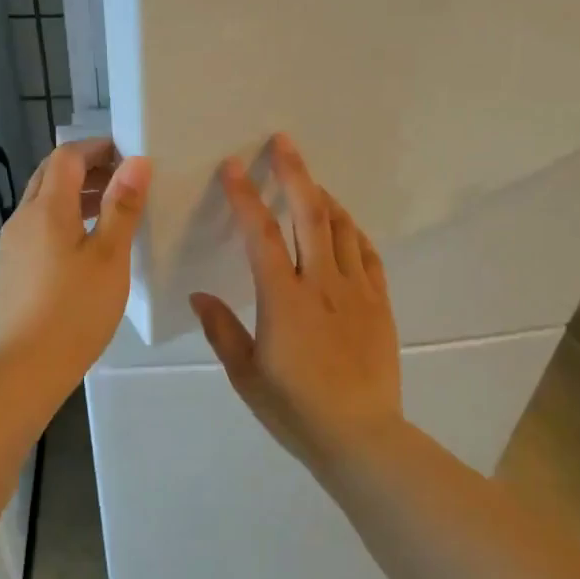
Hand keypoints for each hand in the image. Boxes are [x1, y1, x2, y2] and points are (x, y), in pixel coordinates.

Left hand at [0, 136, 150, 386]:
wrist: (25, 367)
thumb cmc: (75, 309)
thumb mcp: (110, 256)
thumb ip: (122, 206)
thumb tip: (136, 161)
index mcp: (47, 208)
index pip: (67, 157)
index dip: (96, 148)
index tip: (127, 156)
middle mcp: (22, 219)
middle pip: (50, 176)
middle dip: (85, 170)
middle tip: (122, 182)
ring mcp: (10, 246)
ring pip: (41, 205)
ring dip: (73, 197)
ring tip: (109, 214)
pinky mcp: (8, 271)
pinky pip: (35, 230)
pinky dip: (60, 223)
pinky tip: (81, 251)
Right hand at [190, 134, 404, 468]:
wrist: (361, 436)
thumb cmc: (295, 410)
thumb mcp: (246, 376)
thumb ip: (222, 330)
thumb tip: (200, 295)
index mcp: (283, 299)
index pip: (261, 234)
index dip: (246, 196)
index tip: (233, 167)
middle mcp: (321, 283)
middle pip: (310, 213)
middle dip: (294, 172)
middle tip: (283, 142)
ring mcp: (356, 290)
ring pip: (342, 227)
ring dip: (323, 197)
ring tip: (309, 182)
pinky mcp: (379, 303)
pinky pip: (368, 254)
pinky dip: (353, 231)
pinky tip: (343, 226)